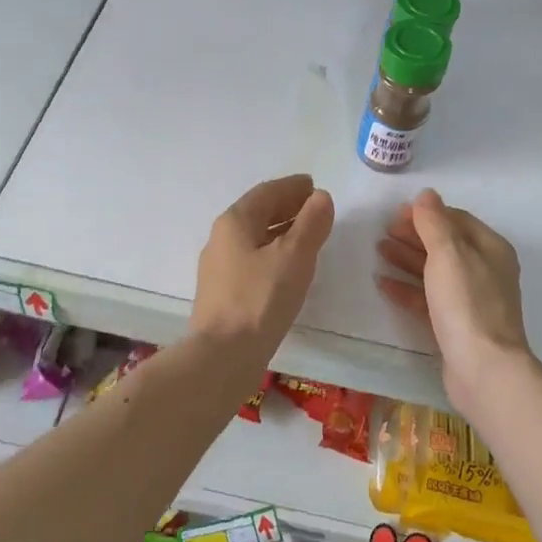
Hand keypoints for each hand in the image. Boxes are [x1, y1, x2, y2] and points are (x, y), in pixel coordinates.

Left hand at [190, 175, 334, 362]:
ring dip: (282, 231)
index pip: (267, 192)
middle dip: (288, 207)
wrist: (222, 356)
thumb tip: (320, 197)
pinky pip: (253, 259)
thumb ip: (311, 223)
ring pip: (255, 237)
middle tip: (315, 208)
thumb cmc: (260, 298)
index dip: (293, 187)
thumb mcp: (294, 256)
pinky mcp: (224, 292)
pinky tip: (289, 268)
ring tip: (308, 236)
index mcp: (235, 221)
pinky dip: (274, 253)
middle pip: (258, 212)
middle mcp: (222, 238)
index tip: (314, 186)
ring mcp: (220, 267)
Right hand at [375, 188, 531, 416]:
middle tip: (383, 232)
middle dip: (415, 235)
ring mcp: (472, 300)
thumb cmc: (467, 303)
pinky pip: (429, 299)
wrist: (484, 370)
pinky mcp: (457, 326)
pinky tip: (384, 284)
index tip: (396, 213)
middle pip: (446, 245)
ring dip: (408, 259)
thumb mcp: (448, 253)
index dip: (426, 214)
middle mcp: (485, 271)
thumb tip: (427, 194)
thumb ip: (434, 222)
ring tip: (379, 251)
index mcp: (490, 249)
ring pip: (436, 272)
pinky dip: (408, 288)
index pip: (456, 220)